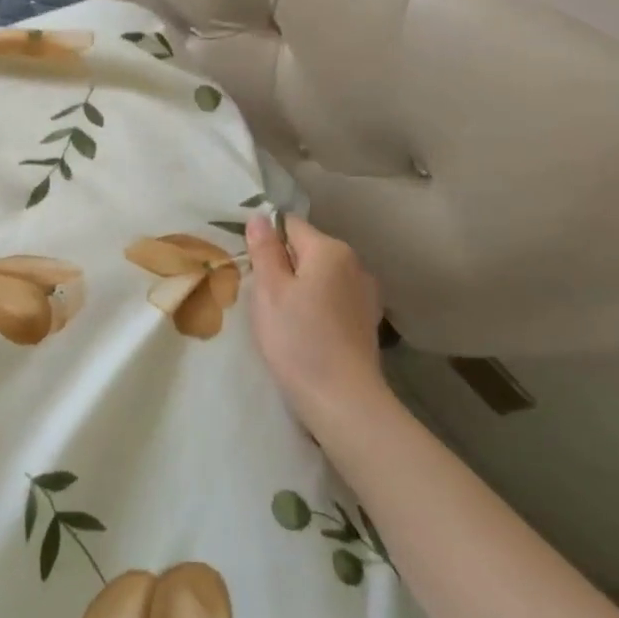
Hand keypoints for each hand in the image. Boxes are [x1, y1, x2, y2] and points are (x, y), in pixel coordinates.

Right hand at [244, 213, 388, 431]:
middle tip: (261, 296)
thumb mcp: (269, 290)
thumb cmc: (298, 339)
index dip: (266, 240)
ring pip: (321, 276)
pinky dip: (317, 306)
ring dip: (300, 287)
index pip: (290, 225)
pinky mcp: (368, 320)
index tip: (251, 267)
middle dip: (283, 265)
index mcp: (330, 250)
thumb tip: (261, 217)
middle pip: (307, 250)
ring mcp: (366, 293)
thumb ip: (265, 250)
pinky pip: (334, 299)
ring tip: (282, 317)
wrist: (343, 400)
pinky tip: (306, 331)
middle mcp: (355, 264)